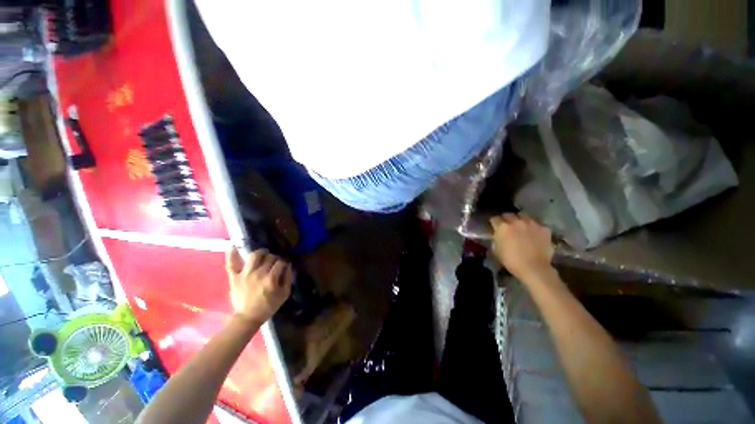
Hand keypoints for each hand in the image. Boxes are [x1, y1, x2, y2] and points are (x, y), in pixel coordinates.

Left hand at [226, 246, 292, 325]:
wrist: (248, 317)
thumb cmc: (269, 306)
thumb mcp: (284, 294)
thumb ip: (288, 277)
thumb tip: (288, 264)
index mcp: (271, 279)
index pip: (280, 262)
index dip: (284, 262)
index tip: (284, 265)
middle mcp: (258, 273)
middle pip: (269, 257)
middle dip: (274, 258)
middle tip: (274, 263)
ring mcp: (244, 274)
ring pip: (254, 255)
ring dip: (261, 253)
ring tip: (263, 255)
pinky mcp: (234, 277)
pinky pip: (231, 263)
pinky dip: (231, 254)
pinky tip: (233, 245)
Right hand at [490, 213, 554, 280]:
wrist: (534, 268)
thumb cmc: (511, 260)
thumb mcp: (496, 249)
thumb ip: (496, 238)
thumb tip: (496, 234)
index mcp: (502, 226)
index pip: (494, 219)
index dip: (494, 223)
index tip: (494, 227)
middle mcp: (516, 221)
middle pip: (509, 215)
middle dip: (506, 219)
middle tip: (507, 226)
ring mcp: (531, 224)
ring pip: (523, 216)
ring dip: (520, 220)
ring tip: (521, 227)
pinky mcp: (544, 229)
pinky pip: (536, 224)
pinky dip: (533, 227)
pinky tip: (533, 234)